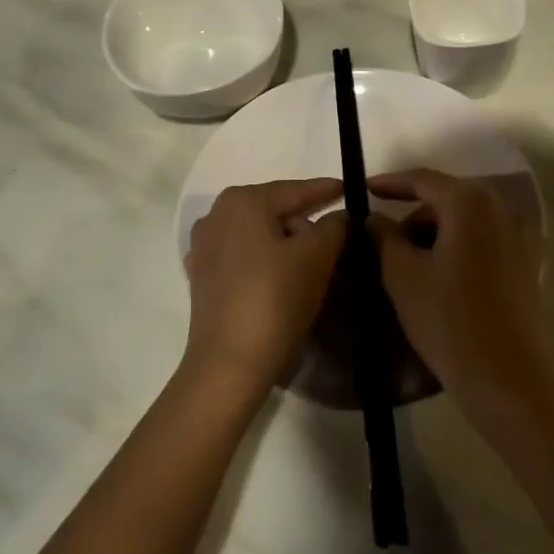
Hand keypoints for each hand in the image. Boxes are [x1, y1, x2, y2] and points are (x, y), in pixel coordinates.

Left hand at [185, 179, 346, 396]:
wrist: (229, 364)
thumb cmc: (275, 299)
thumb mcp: (317, 256)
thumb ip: (335, 226)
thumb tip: (341, 215)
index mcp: (243, 201)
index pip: (296, 190)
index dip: (327, 190)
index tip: (350, 190)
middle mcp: (216, 215)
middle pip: (275, 210)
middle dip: (307, 222)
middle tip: (339, 239)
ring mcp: (205, 248)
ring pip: (259, 235)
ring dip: (287, 244)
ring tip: (316, 262)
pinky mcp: (203, 278)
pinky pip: (244, 258)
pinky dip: (266, 261)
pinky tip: (283, 278)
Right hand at [367, 169, 549, 419]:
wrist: (505, 377)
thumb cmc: (447, 320)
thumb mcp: (402, 275)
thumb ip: (383, 236)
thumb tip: (373, 218)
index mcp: (470, 203)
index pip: (423, 180)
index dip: (390, 183)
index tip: (364, 189)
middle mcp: (501, 208)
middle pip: (447, 198)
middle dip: (414, 214)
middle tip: (384, 239)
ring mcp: (520, 235)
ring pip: (466, 220)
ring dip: (436, 232)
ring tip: (410, 263)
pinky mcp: (527, 261)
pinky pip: (484, 239)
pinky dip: (459, 245)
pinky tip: (440, 274)